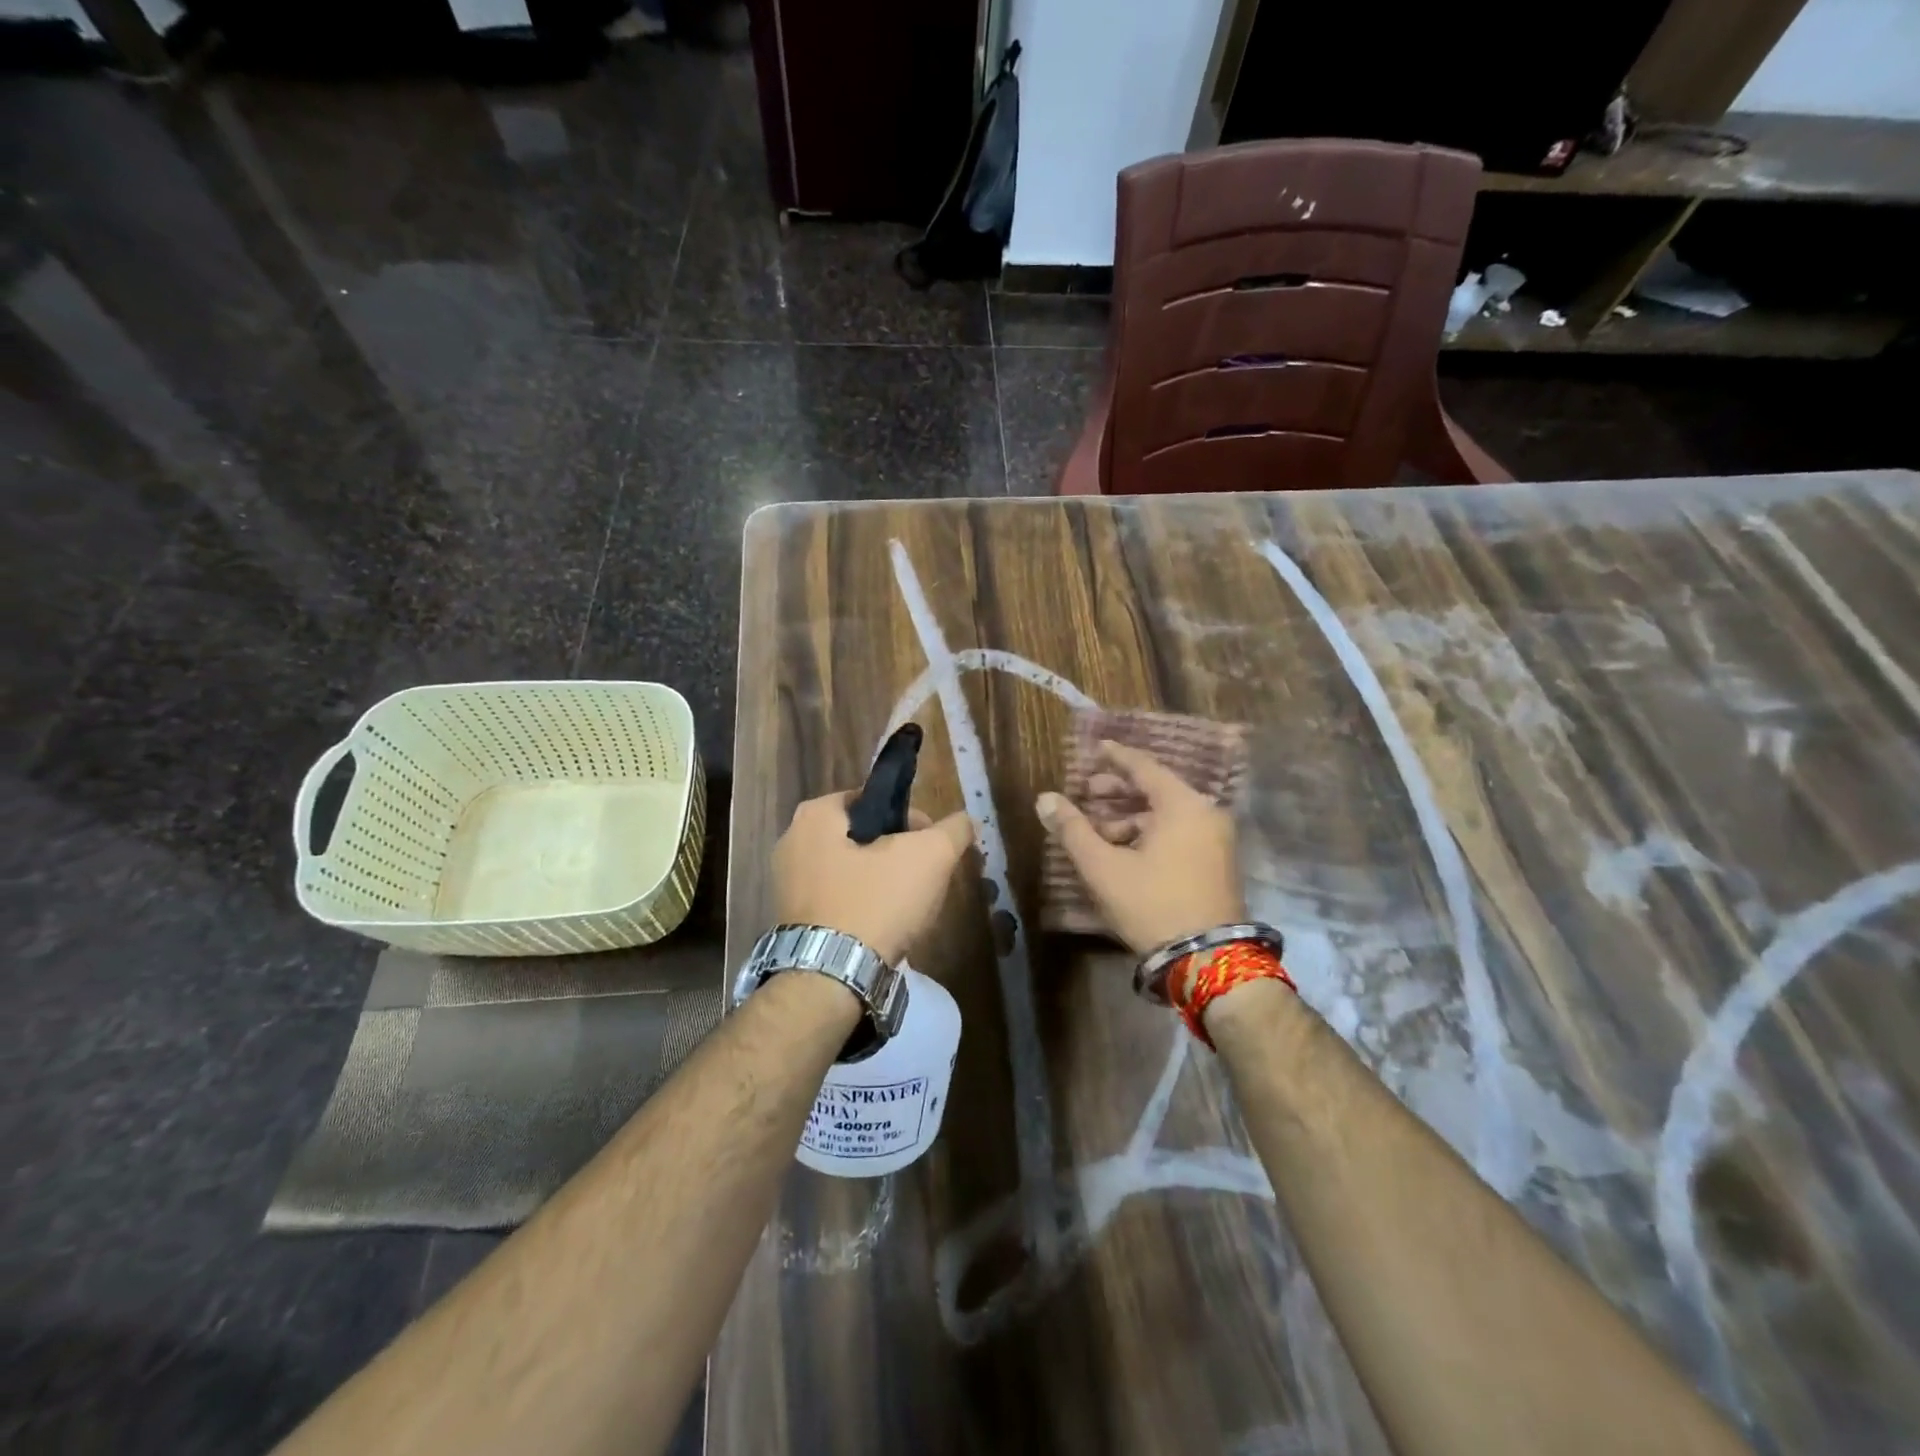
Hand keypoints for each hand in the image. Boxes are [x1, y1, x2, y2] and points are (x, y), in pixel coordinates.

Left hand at [773, 792, 975, 963]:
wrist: (830, 980)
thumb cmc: (876, 903)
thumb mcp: (929, 857)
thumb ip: (953, 830)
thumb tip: (966, 820)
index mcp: (815, 815)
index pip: (874, 799)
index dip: (911, 818)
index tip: (932, 845)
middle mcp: (791, 842)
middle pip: (862, 836)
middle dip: (898, 853)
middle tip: (925, 877)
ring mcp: (787, 884)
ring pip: (851, 870)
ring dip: (881, 882)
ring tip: (909, 906)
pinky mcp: (791, 920)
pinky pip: (837, 900)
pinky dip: (861, 907)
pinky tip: (883, 928)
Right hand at [1036, 740, 1244, 956]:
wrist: (1208, 959)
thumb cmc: (1152, 904)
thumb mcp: (1104, 867)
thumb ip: (1072, 830)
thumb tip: (1044, 799)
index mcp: (1183, 805)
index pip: (1144, 767)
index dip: (1116, 757)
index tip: (1096, 747)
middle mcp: (1205, 814)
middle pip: (1156, 790)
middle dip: (1117, 791)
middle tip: (1086, 793)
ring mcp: (1216, 840)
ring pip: (1166, 815)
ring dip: (1129, 818)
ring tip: (1096, 831)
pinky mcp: (1216, 863)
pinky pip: (1178, 832)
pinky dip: (1149, 833)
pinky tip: (1122, 851)